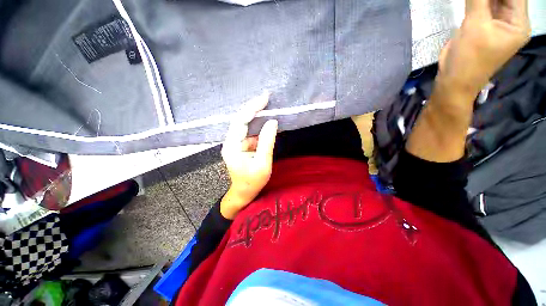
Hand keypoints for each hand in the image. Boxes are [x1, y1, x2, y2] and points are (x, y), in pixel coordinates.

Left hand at [220, 92, 277, 219]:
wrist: (244, 193)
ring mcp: (236, 143)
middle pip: (241, 119)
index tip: (265, 98)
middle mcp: (231, 141)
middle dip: (253, 108)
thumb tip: (272, 122)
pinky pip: (250, 132)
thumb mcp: (262, 164)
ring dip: (256, 116)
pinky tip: (266, 122)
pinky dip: (259, 127)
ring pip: (245, 125)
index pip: (241, 121)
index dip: (252, 107)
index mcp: (232, 146)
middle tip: (267, 97)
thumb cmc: (252, 182)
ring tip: (268, 106)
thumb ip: (267, 142)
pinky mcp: (241, 146)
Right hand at [438, 0, 530, 95]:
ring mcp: (497, 23)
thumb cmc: (468, 58)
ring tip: (472, 0)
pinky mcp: (483, 26)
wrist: (453, 80)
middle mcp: (511, 21)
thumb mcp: (475, 26)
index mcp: (518, 23)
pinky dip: (476, 0)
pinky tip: (470, 1)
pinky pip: (482, 6)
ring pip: (493, 0)